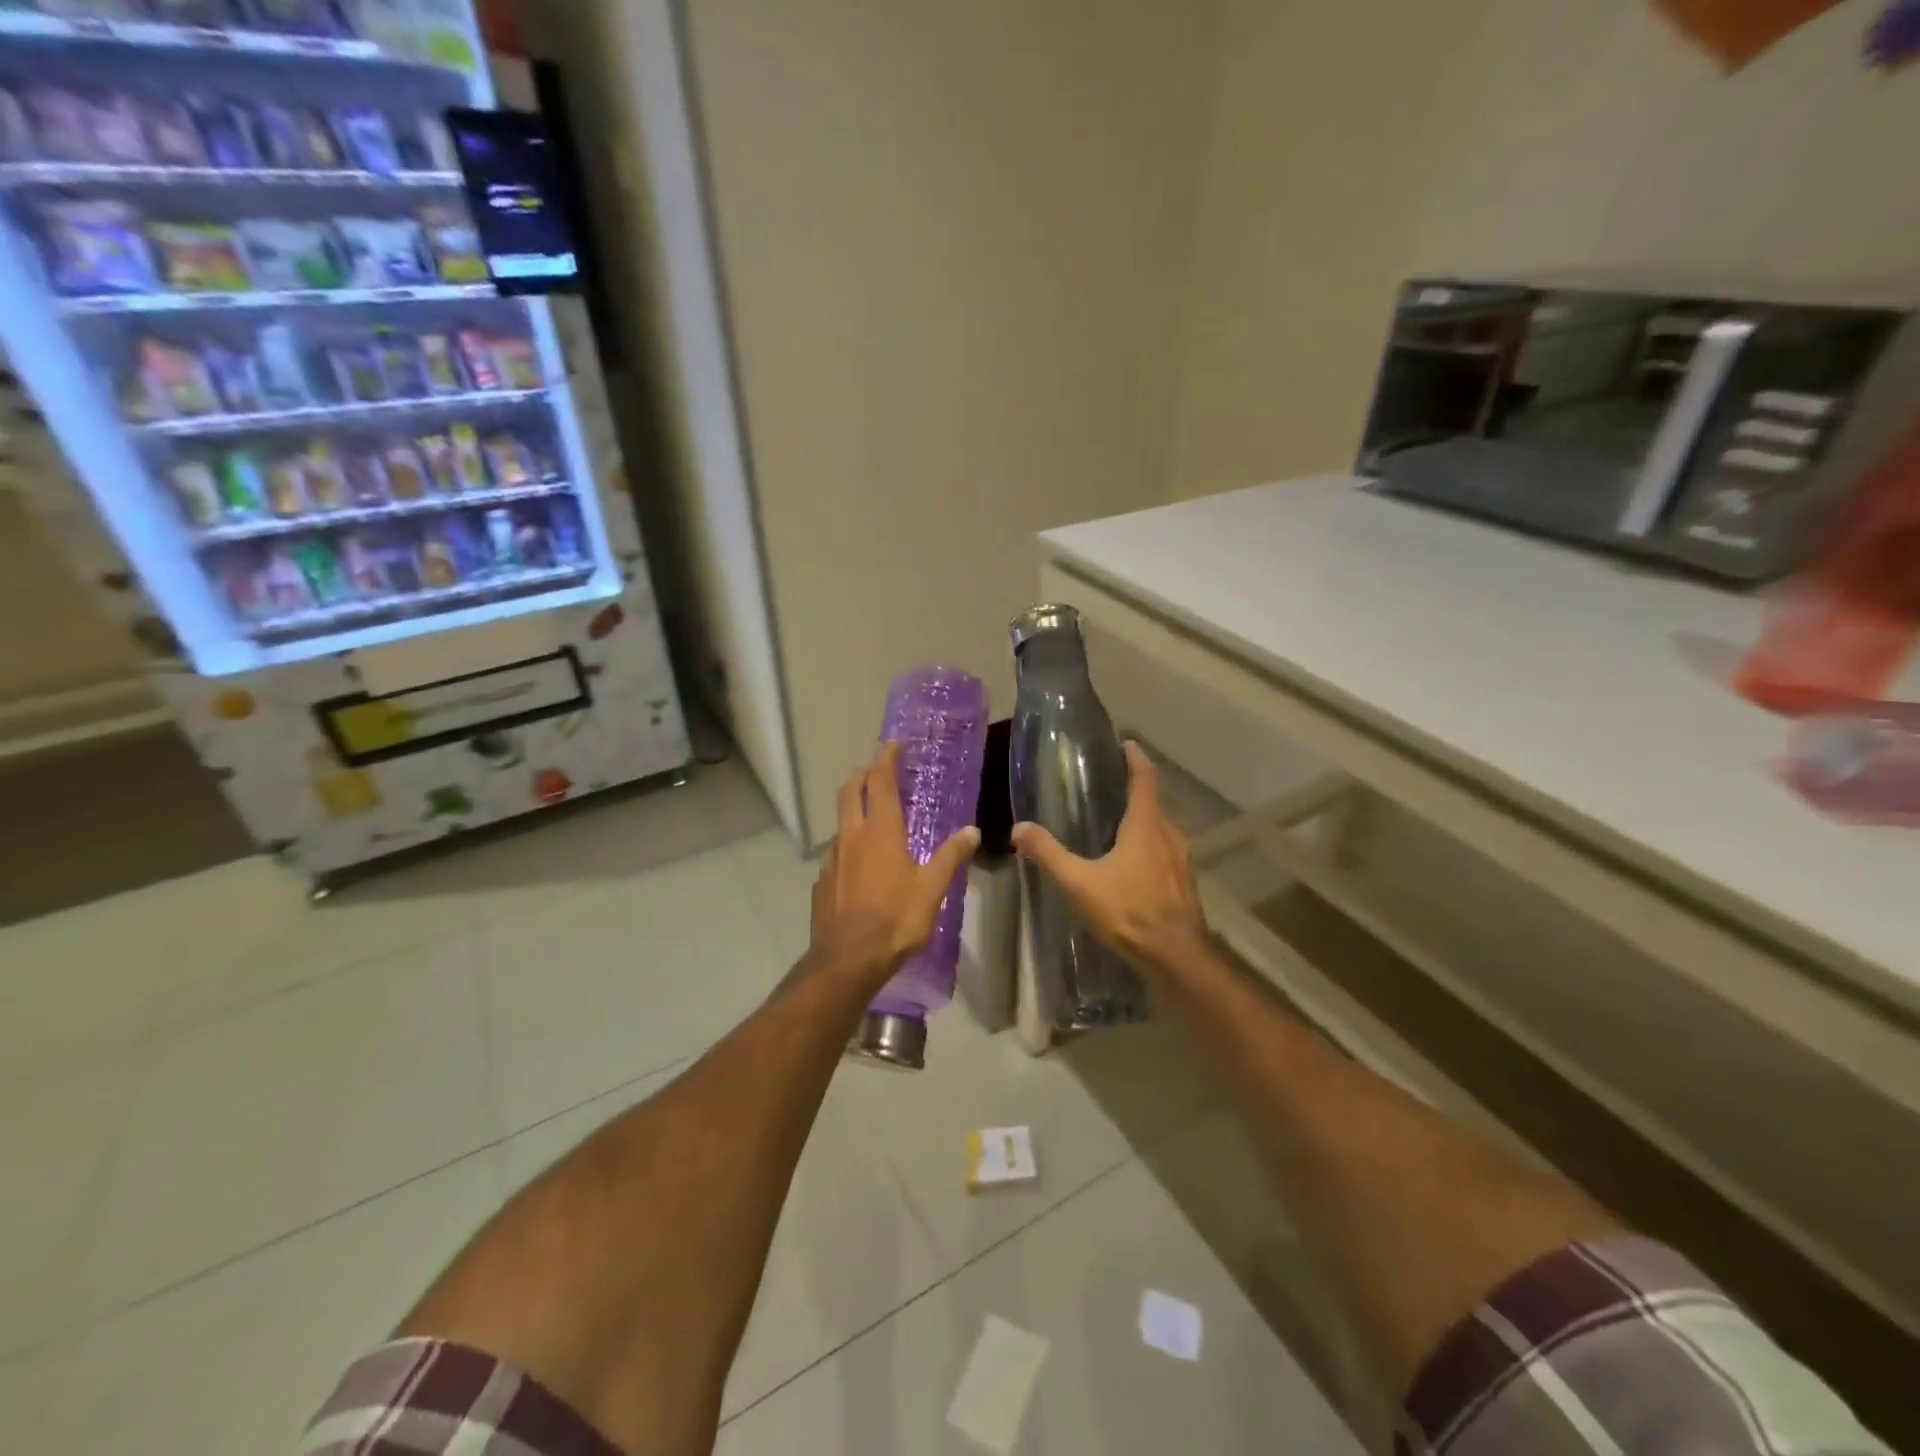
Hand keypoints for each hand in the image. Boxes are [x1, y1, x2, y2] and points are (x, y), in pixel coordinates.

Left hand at [810, 741, 980, 983]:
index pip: (880, 782)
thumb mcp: (932, 889)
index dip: (886, 759)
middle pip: (851, 792)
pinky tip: (860, 866)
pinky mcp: (822, 882)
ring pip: (841, 822)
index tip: (893, 744)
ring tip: (872, 820)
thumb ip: (950, 857)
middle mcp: (852, 836)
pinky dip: (848, 846)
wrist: (848, 959)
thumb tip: (971, 831)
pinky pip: (836, 853)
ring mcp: (832, 859)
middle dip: (863, 775)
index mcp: (881, 831)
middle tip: (877, 771)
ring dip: (854, 811)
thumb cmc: (896, 919)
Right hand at [1011, 742, 1208, 976]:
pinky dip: (1149, 845)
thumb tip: (1019, 829)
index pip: (1145, 778)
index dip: (1136, 758)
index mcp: (1147, 825)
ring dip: (1143, 820)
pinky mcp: (1184, 882)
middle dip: (1134, 791)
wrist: (1176, 957)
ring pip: (1161, 828)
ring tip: (1115, 824)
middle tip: (1107, 788)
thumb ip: (1049, 854)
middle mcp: (1169, 835)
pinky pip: (1165, 851)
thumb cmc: (1129, 911)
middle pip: (1154, 802)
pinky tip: (1130, 864)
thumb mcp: (1080, 883)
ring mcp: (1181, 859)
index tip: (1125, 744)